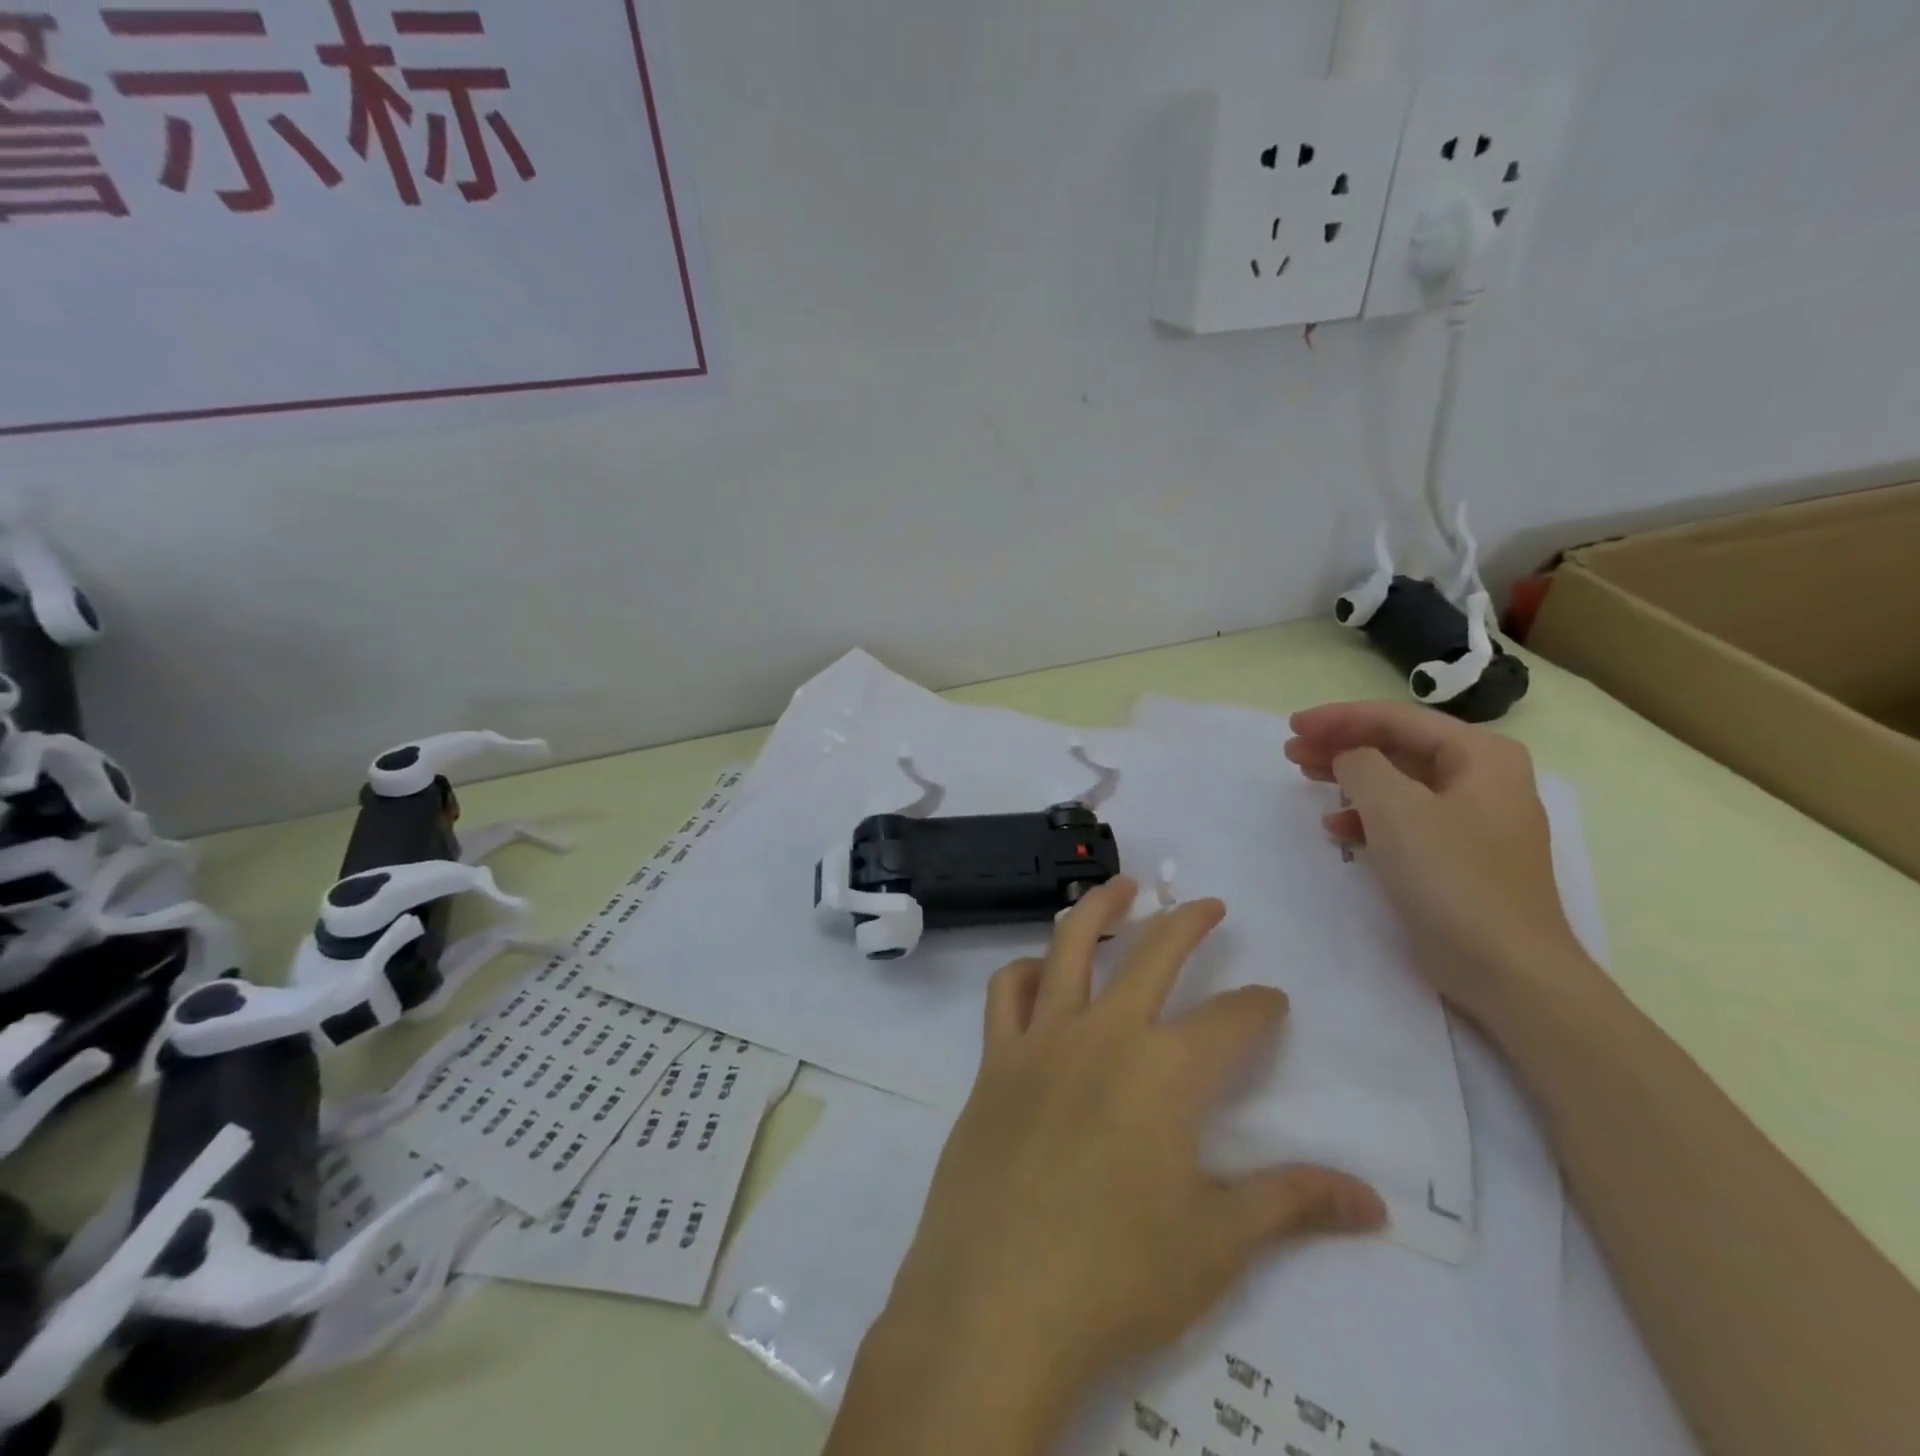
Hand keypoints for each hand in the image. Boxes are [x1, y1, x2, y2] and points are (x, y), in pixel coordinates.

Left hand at [841, 880, 1383, 1455]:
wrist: (998, 1299)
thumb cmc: (1118, 1274)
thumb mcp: (1219, 1242)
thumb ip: (1292, 1203)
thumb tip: (1374, 1201)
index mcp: (1168, 1070)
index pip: (1233, 1020)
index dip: (1260, 1007)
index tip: (1272, 1001)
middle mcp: (1106, 1033)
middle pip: (1155, 954)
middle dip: (1188, 921)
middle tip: (1207, 903)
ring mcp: (1043, 1040)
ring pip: (1069, 946)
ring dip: (1098, 908)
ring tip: (1118, 886)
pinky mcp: (996, 1060)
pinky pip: (1007, 993)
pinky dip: (1025, 971)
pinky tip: (1039, 971)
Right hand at [1284, 700, 1595, 1022]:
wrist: (1506, 968)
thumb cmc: (1452, 876)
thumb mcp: (1395, 808)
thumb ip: (1361, 765)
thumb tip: (1349, 758)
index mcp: (1481, 755)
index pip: (1397, 719)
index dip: (1340, 717)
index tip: (1293, 725)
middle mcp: (1482, 778)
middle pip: (1397, 746)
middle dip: (1342, 744)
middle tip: (1292, 750)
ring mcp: (1472, 819)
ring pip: (1398, 781)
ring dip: (1349, 777)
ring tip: (1305, 777)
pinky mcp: (1457, 855)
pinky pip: (1404, 817)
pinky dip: (1367, 816)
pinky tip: (1336, 828)